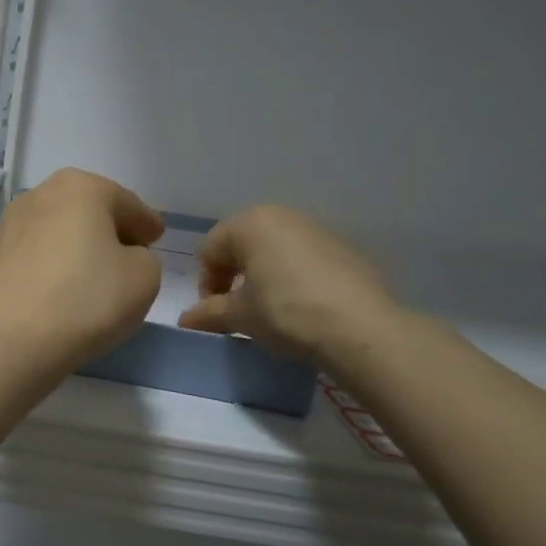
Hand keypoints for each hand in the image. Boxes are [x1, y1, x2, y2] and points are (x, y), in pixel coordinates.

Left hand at [0, 168, 163, 370]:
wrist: (11, 338)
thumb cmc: (86, 299)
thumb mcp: (144, 278)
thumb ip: (144, 258)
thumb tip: (123, 257)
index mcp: (81, 187)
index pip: (126, 203)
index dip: (145, 222)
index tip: (156, 238)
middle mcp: (41, 194)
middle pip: (88, 209)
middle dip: (109, 228)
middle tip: (130, 253)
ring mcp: (10, 223)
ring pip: (58, 229)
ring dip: (77, 245)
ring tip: (95, 273)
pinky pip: (36, 253)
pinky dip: (53, 263)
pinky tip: (62, 287)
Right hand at [176, 206, 396, 365]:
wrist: (360, 328)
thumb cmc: (285, 312)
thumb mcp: (239, 316)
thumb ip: (208, 313)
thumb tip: (185, 320)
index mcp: (250, 223)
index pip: (210, 249)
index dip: (206, 282)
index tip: (214, 312)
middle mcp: (283, 217)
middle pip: (242, 245)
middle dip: (234, 276)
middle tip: (238, 310)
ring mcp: (317, 231)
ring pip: (275, 251)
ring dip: (263, 277)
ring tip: (270, 310)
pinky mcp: (345, 251)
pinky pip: (304, 261)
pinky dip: (294, 279)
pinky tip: (303, 309)